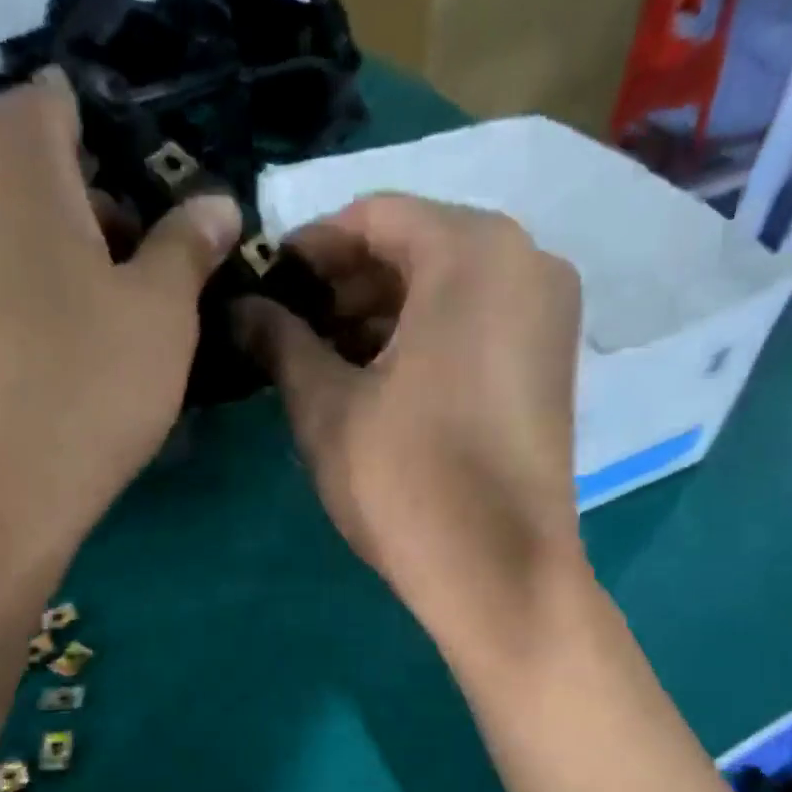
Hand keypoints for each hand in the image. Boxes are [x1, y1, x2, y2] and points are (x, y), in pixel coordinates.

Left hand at [0, 67, 241, 562]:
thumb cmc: (80, 394)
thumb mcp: (162, 318)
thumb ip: (189, 246)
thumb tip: (216, 204)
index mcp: (5, 146)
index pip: (63, 107)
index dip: (115, 163)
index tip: (144, 239)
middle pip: (16, 163)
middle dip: (73, 210)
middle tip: (118, 294)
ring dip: (28, 255)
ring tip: (66, 336)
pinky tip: (13, 361)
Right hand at [236, 195, 587, 661]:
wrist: (499, 574)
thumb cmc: (407, 480)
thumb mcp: (327, 407)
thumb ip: (281, 342)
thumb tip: (240, 309)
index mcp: (472, 251)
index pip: (373, 217)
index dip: (309, 248)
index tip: (266, 285)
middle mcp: (527, 263)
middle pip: (416, 250)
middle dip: (346, 286)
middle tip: (290, 331)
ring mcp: (548, 318)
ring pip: (449, 291)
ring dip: (383, 317)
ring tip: (324, 361)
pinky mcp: (551, 368)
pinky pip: (478, 327)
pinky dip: (426, 341)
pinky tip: (378, 382)